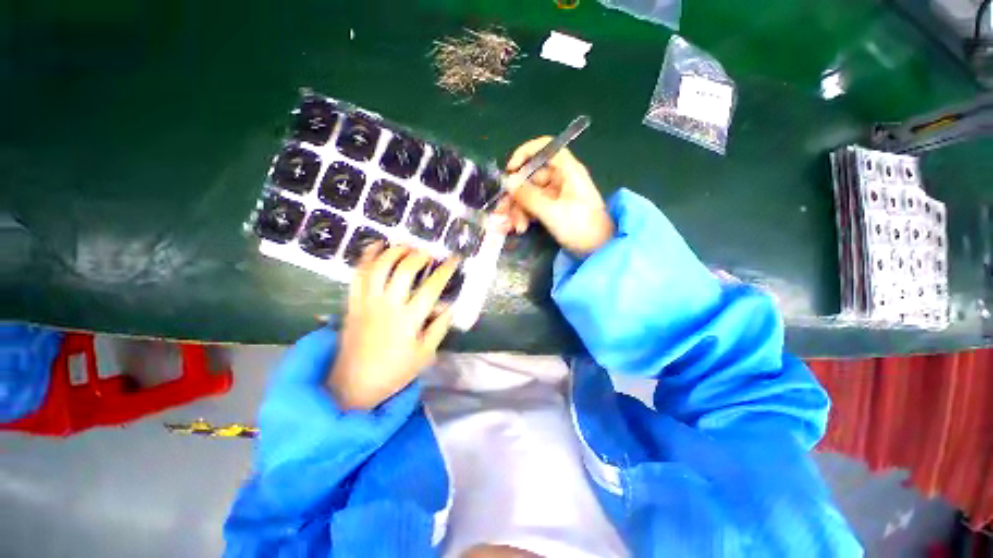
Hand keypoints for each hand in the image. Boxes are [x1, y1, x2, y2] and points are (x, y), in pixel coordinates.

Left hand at [328, 243, 457, 409]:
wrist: (352, 384)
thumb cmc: (394, 371)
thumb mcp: (425, 354)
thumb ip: (439, 328)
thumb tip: (451, 306)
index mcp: (409, 320)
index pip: (431, 288)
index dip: (445, 270)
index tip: (454, 260)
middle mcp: (388, 306)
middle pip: (404, 270)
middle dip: (419, 256)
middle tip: (428, 253)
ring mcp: (367, 302)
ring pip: (379, 267)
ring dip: (394, 251)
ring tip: (406, 246)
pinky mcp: (353, 303)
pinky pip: (357, 275)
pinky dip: (367, 257)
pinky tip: (377, 247)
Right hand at [494, 136, 614, 255]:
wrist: (599, 251)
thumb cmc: (581, 228)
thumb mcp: (552, 212)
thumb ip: (529, 196)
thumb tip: (508, 182)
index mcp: (567, 171)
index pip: (545, 148)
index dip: (525, 153)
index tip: (509, 170)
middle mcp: (562, 179)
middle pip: (532, 177)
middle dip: (516, 195)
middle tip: (502, 212)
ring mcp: (557, 195)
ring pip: (530, 194)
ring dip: (518, 210)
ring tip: (513, 227)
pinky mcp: (554, 210)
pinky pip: (534, 207)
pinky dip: (525, 216)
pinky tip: (518, 228)